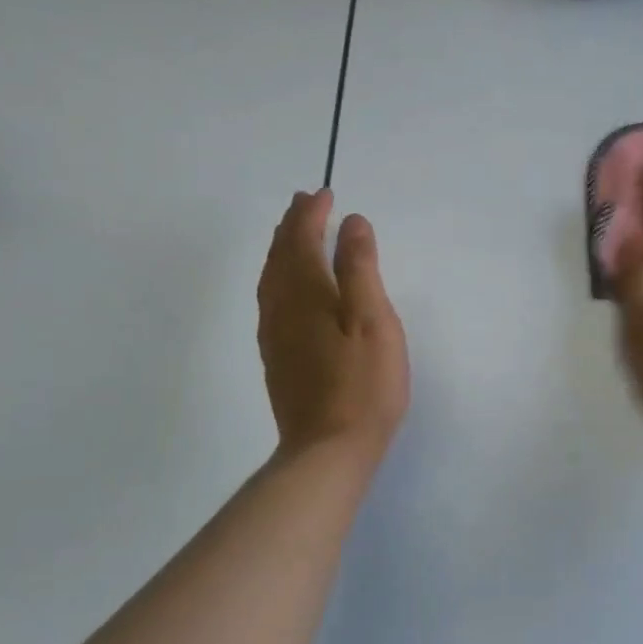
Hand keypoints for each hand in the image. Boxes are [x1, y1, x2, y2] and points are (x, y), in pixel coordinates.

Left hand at [257, 189, 409, 463]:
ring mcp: (273, 335)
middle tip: (304, 203)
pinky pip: (269, 301)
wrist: (327, 450)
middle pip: (280, 255)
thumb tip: (351, 223)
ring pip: (270, 278)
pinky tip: (285, 288)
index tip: (325, 194)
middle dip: (292, 225)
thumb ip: (360, 268)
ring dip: (281, 249)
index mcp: (306, 292)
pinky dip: (276, 278)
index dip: (312, 214)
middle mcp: (281, 307)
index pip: (303, 239)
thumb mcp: (373, 320)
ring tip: (292, 234)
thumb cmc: (362, 384)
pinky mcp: (275, 358)